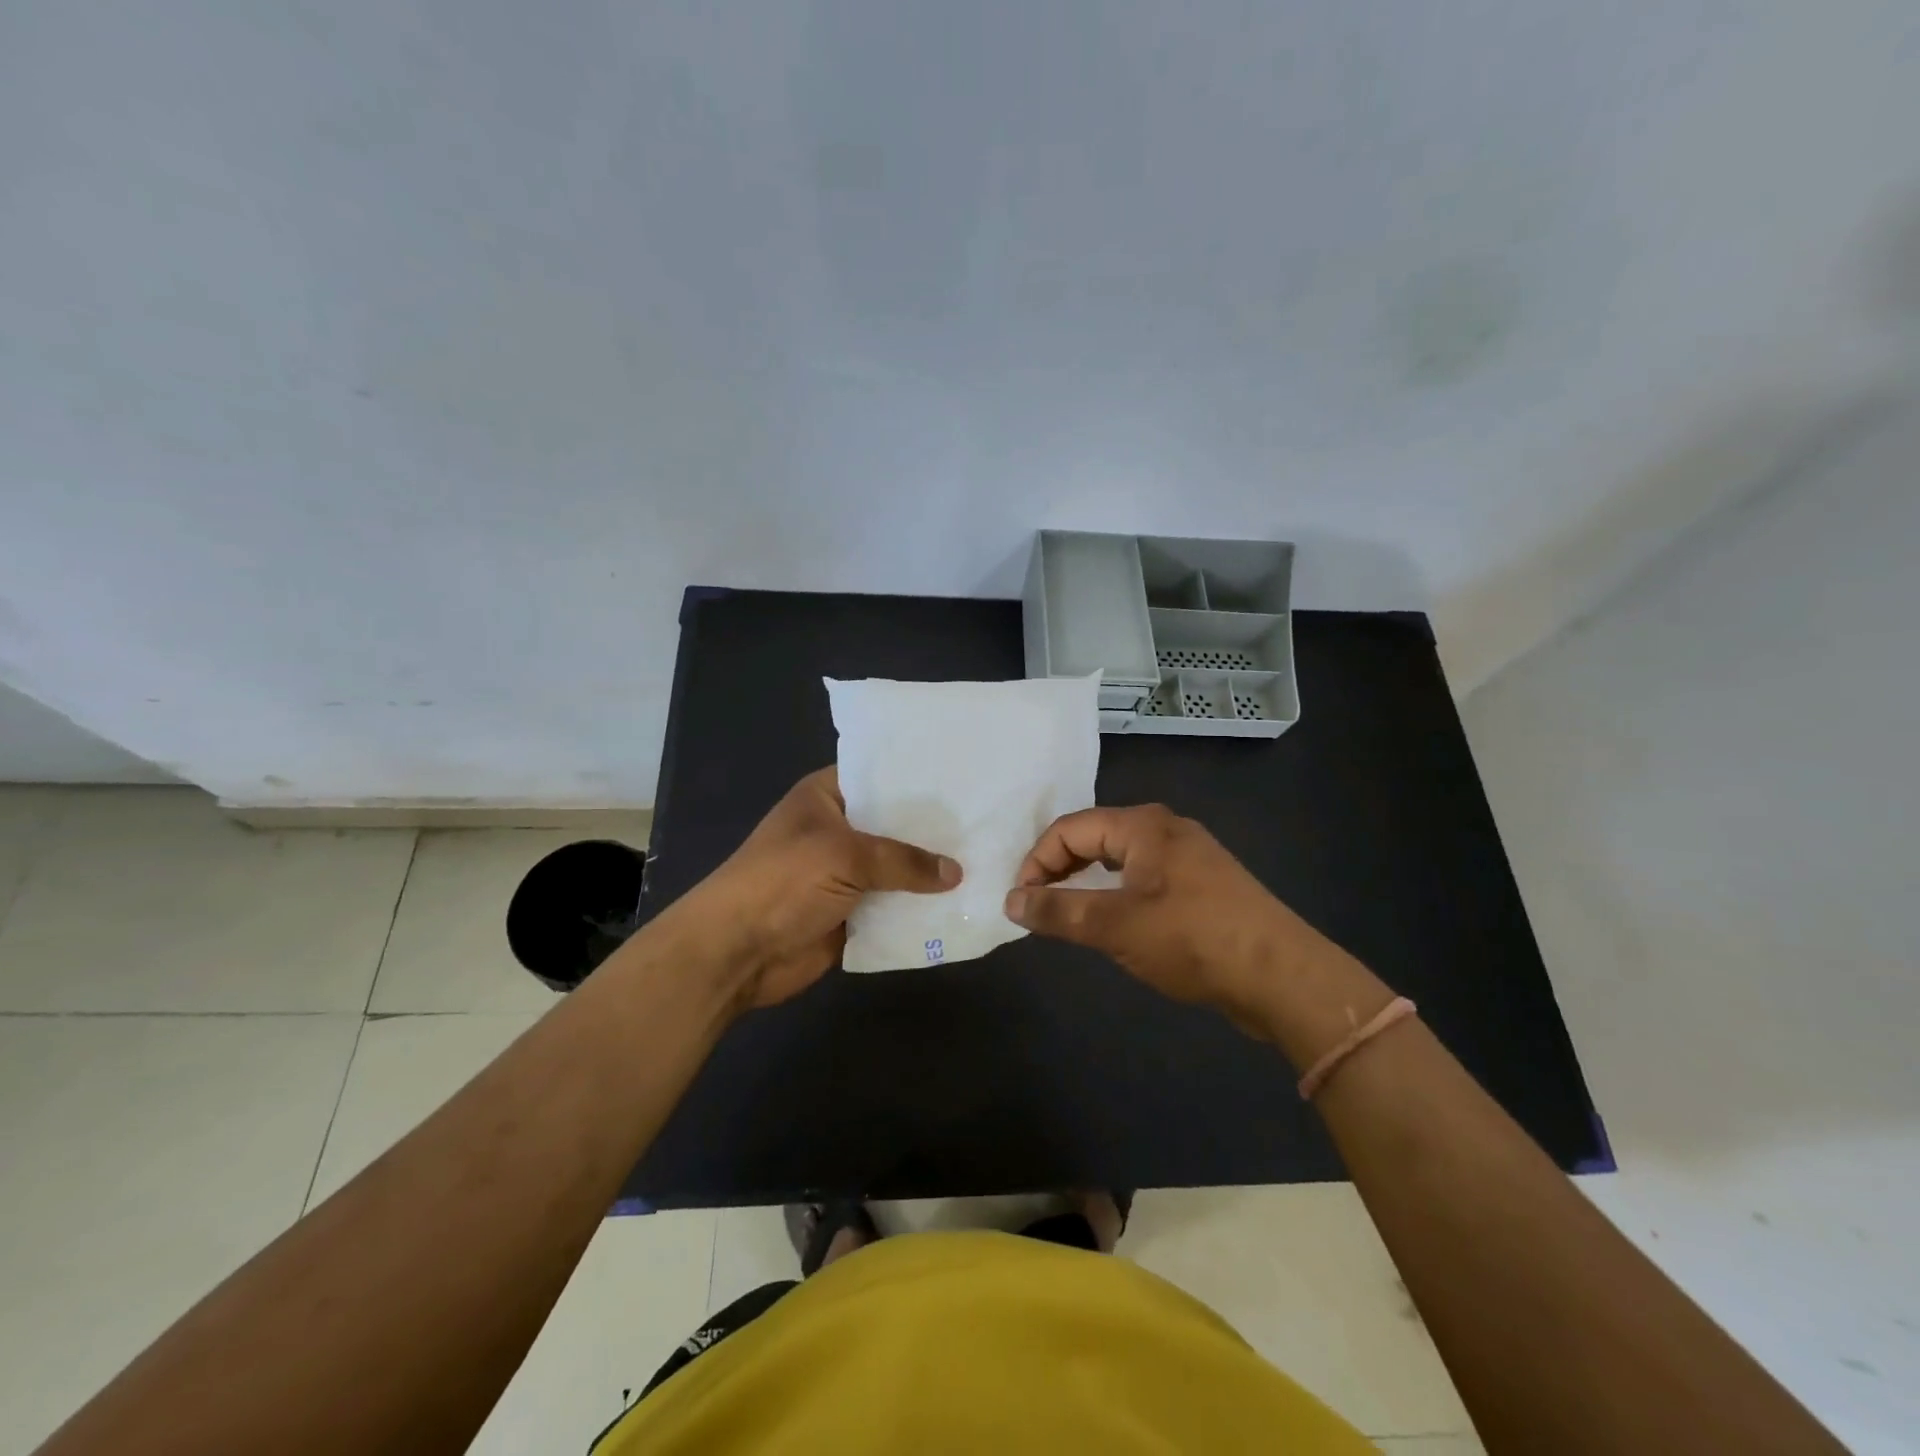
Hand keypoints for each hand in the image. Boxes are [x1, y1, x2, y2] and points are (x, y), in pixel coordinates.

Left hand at [676, 767, 960, 1010]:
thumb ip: (904, 861)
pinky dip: (918, 908)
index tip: (966, 778)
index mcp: (828, 797)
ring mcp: (845, 873)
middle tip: (989, 824)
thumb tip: (956, 873)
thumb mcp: (845, 856)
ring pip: (898, 868)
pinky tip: (961, 903)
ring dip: (930, 874)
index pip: (881, 776)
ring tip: (987, 864)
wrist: (737, 951)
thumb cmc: (783, 882)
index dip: (920, 779)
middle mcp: (839, 829)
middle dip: (934, 831)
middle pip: (895, 826)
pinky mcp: (852, 911)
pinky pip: (893, 905)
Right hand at [1004, 805, 1331, 1035]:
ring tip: (1068, 914)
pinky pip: (1144, 879)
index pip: (1070, 828)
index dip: (1037, 860)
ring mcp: (1189, 857)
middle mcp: (1165, 829)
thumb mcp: (1115, 926)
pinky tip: (1115, 922)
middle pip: (1095, 837)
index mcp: (1142, 825)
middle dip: (1060, 869)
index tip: (1020, 900)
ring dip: (1087, 883)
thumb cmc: (1192, 940)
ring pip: (1120, 859)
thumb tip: (1011, 900)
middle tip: (1038, 906)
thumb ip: (1058, 911)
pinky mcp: (1204, 886)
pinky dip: (1117, 894)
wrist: (1282, 977)